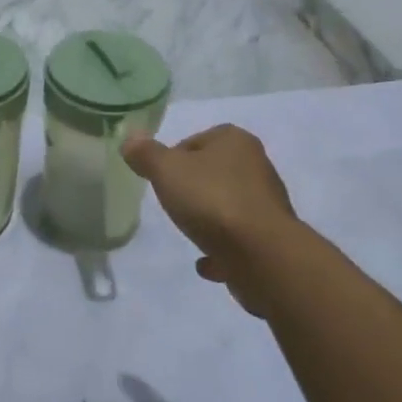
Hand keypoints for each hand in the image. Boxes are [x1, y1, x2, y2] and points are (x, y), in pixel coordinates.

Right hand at [123, 125, 298, 315]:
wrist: (261, 255)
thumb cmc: (211, 200)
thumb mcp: (166, 170)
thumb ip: (146, 154)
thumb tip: (130, 138)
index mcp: (235, 141)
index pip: (196, 140)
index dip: (174, 157)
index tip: (161, 178)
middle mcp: (257, 167)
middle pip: (214, 172)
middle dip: (193, 187)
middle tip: (173, 203)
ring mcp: (267, 205)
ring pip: (228, 205)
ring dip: (210, 219)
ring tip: (189, 232)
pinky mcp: (271, 240)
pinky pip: (238, 240)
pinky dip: (222, 249)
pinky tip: (205, 263)